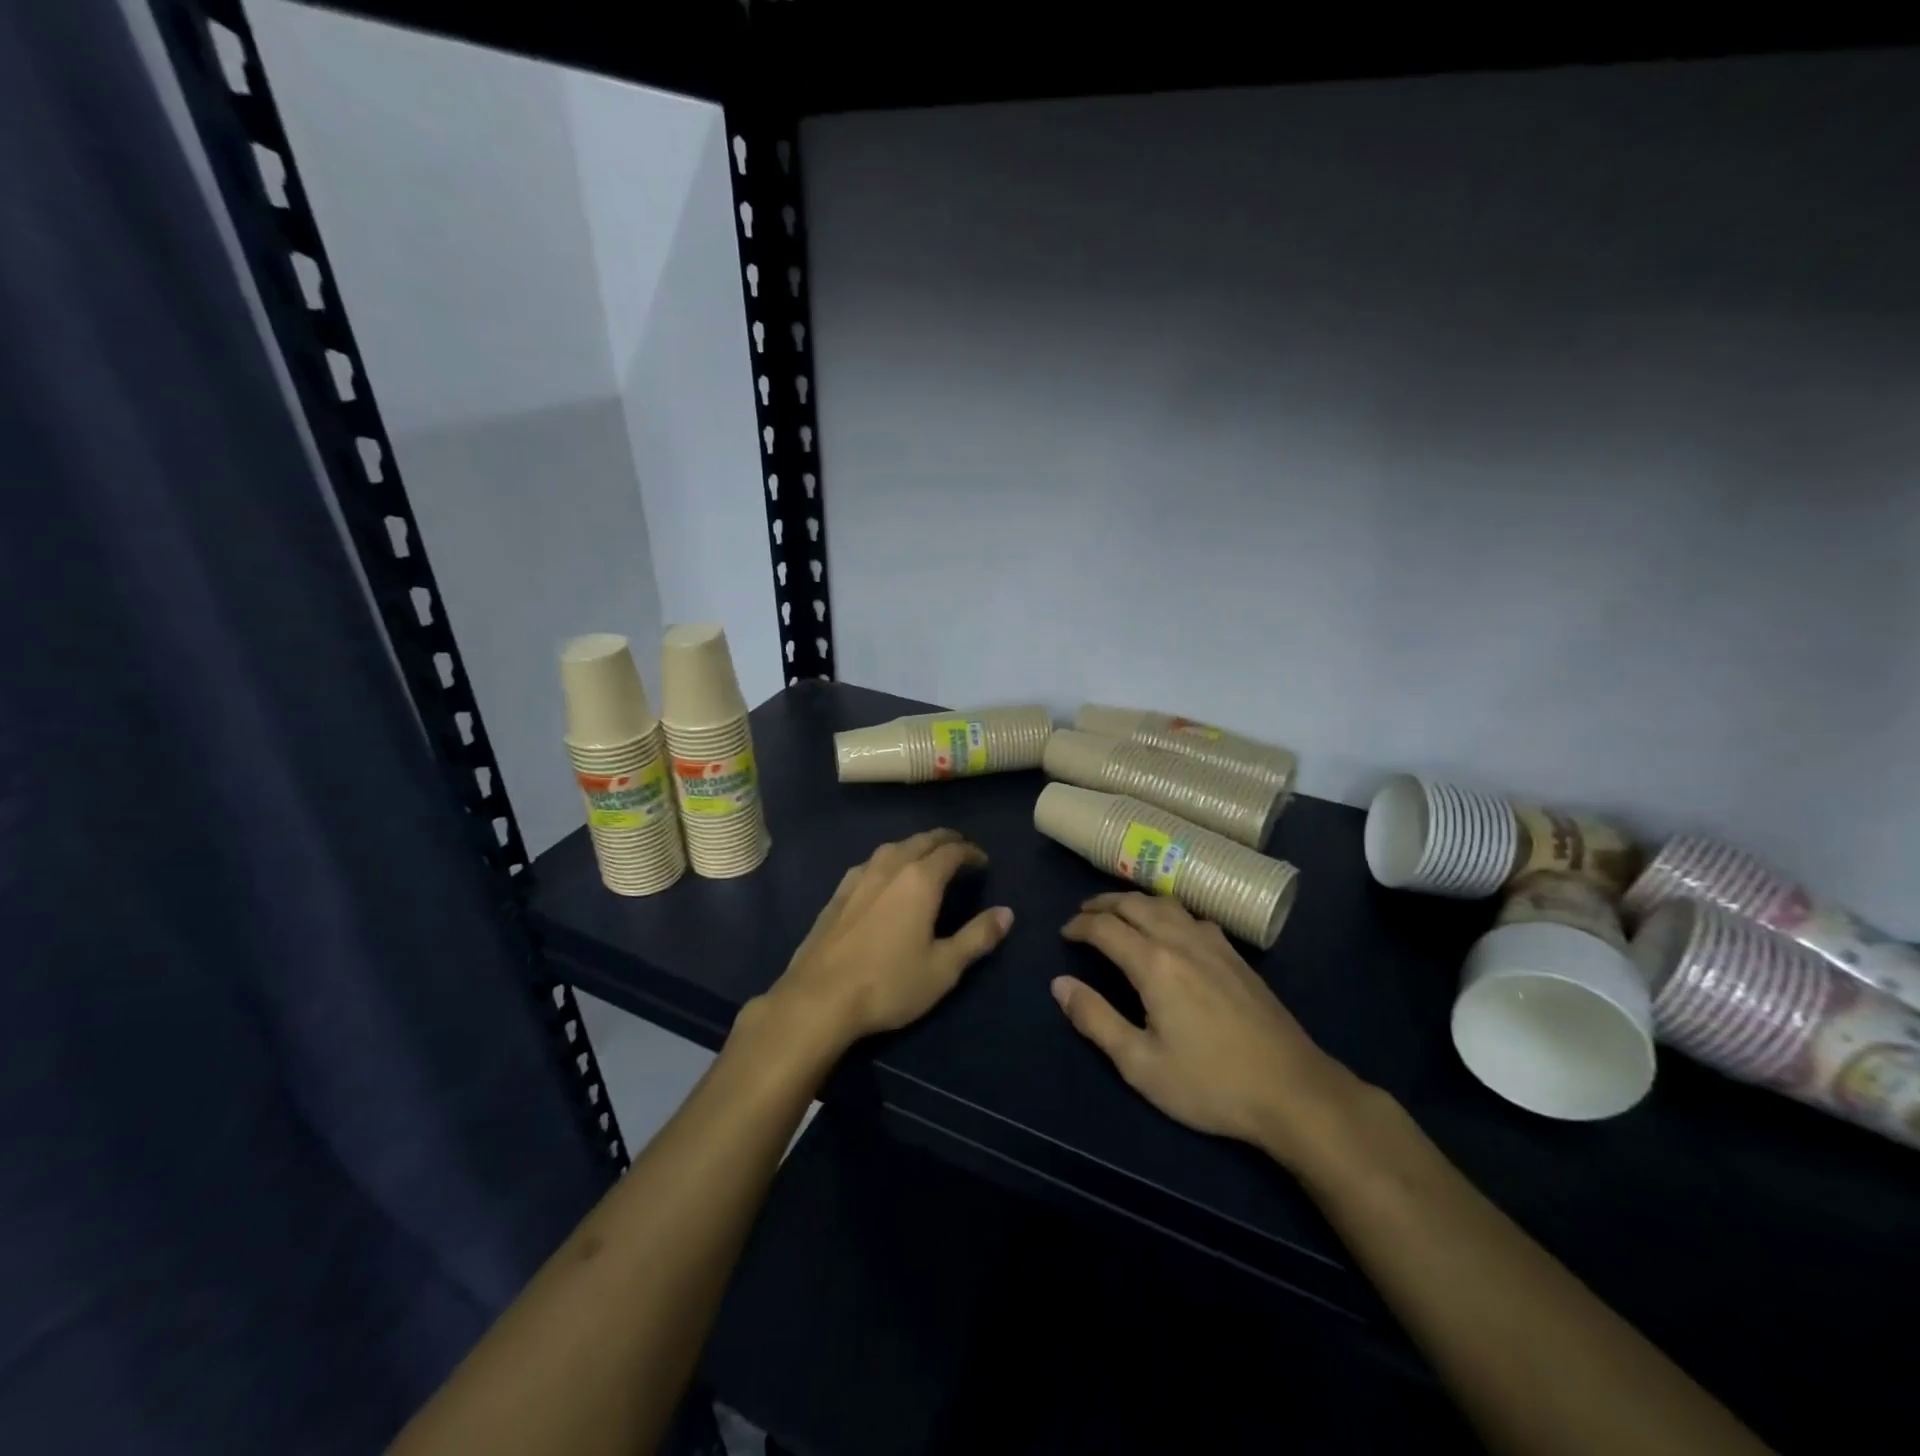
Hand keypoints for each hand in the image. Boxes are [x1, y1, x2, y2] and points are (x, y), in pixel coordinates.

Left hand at [764, 829, 1011, 1053]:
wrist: (818, 998)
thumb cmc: (889, 983)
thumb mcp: (944, 967)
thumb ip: (977, 937)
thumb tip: (1006, 913)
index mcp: (920, 879)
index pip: (952, 851)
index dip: (971, 852)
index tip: (983, 862)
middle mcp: (890, 866)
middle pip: (922, 840)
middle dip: (946, 841)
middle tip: (961, 850)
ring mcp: (859, 876)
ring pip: (894, 847)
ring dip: (916, 847)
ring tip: (927, 859)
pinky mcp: (838, 892)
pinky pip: (872, 862)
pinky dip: (890, 860)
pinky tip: (886, 877)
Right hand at [1055, 892, 1365, 1167]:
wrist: (1293, 1091)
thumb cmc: (1210, 1084)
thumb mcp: (1141, 1064)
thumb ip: (1096, 1020)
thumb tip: (1059, 984)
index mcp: (1154, 964)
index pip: (1105, 928)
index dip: (1079, 926)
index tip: (1064, 934)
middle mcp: (1181, 940)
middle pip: (1134, 904)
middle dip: (1102, 904)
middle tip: (1082, 915)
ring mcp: (1213, 944)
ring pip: (1165, 903)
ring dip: (1134, 902)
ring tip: (1119, 913)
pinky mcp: (1236, 955)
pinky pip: (1192, 915)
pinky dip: (1166, 911)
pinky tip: (1170, 929)